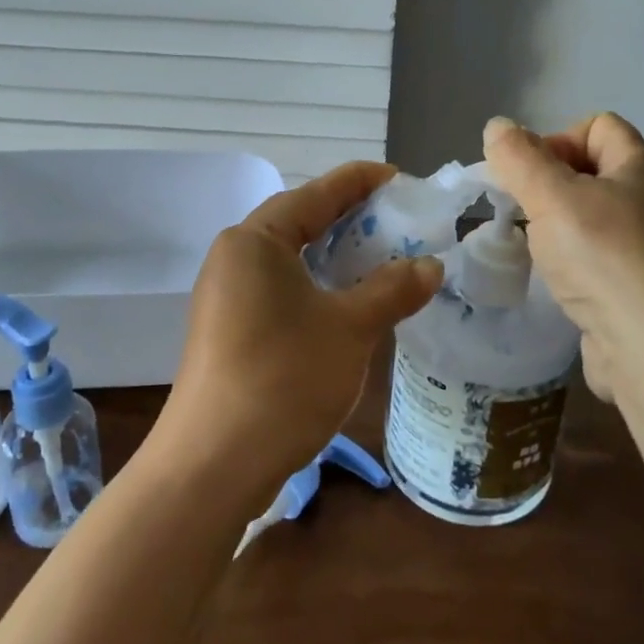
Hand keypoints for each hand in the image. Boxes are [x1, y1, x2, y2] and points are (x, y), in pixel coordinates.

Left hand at [160, 162, 442, 504]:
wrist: (213, 466)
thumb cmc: (284, 379)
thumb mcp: (350, 328)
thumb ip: (393, 289)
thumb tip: (430, 266)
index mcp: (256, 240)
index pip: (316, 193)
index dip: (360, 182)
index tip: (399, 178)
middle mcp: (235, 257)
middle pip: (300, 222)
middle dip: (351, 219)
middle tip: (399, 222)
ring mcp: (227, 295)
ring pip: (291, 259)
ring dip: (336, 257)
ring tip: (382, 260)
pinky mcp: (229, 329)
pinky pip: (281, 289)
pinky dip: (317, 286)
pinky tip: (347, 303)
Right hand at [483, 113, 643, 401]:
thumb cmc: (605, 259)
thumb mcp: (552, 198)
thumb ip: (520, 159)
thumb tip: (498, 126)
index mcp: (641, 168)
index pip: (598, 125)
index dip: (558, 138)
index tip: (530, 175)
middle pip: (593, 171)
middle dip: (550, 184)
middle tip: (522, 211)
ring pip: (593, 218)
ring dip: (557, 226)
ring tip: (535, 248)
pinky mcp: (641, 288)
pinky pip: (599, 257)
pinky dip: (574, 262)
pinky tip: (557, 281)